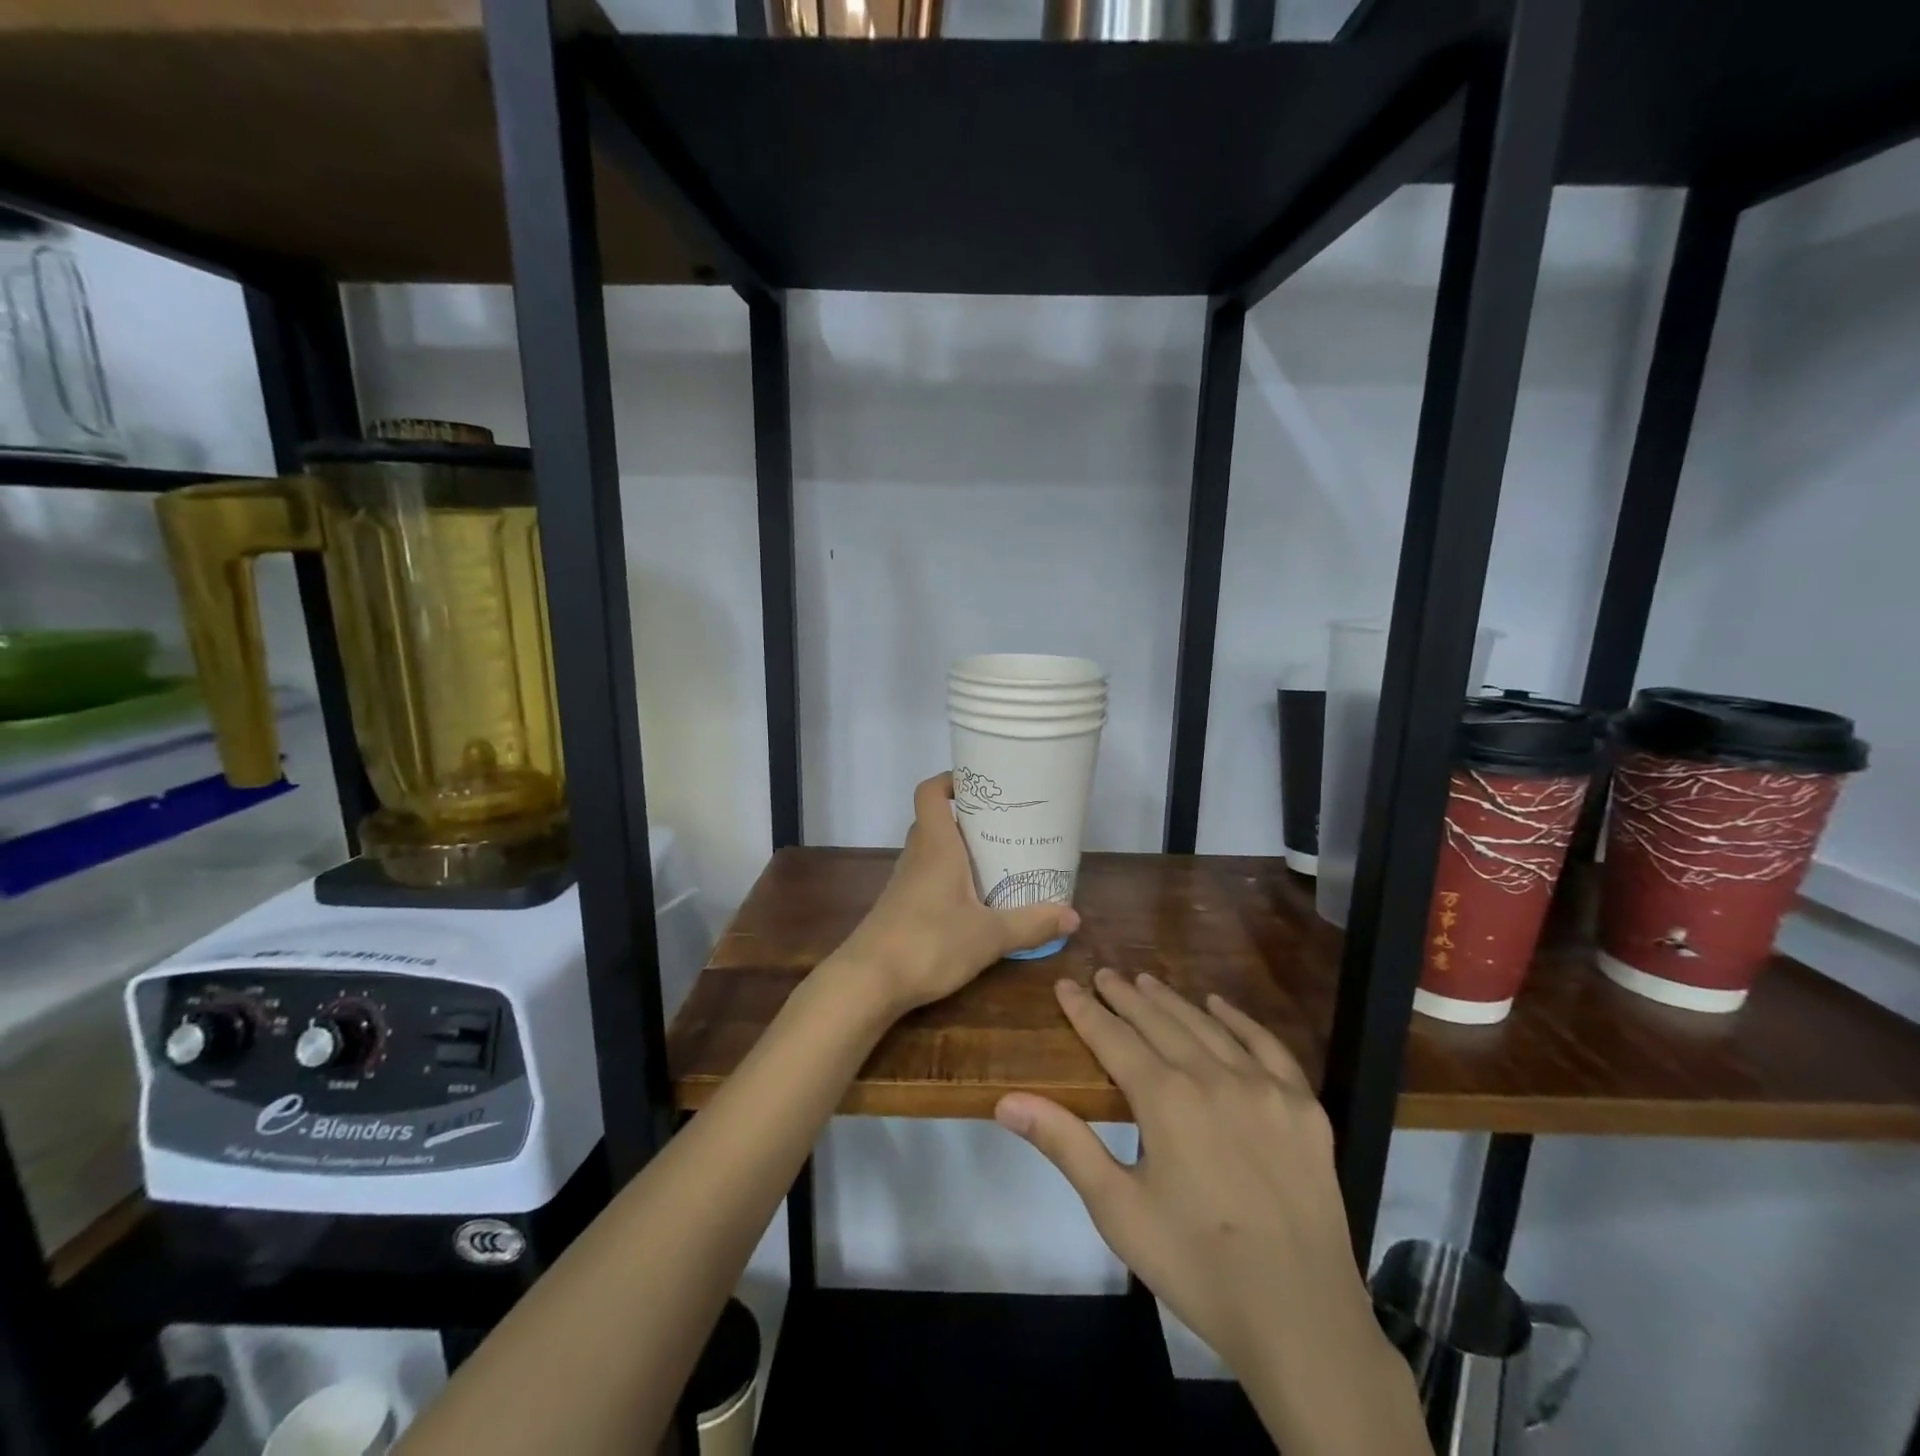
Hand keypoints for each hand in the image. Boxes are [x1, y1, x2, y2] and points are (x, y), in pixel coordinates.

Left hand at [830, 773, 1079, 1016]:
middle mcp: (917, 856)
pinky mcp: (901, 907)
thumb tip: (1073, 916)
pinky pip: (927, 877)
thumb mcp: (989, 936)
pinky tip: (973, 901)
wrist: (868, 982)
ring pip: (932, 850)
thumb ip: (1030, 924)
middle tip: (1005, 825)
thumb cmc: (929, 943)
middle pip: (936, 820)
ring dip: (959, 850)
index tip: (982, 785)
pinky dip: (949, 878)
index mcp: (936, 846)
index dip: (951, 780)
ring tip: (997, 859)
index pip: (930, 793)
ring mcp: (905, 883)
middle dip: (968, 818)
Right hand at [995, 970, 1424, 1453]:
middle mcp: (1213, 1076)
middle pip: (1159, 1022)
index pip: (1113, 1038)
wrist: (1301, 1320)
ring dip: (1172, 1002)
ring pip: (1207, 1026)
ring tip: (1147, 982)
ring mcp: (1264, 1087)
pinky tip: (1220, 1006)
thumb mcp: (1118, 1210)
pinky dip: (1239, 1020)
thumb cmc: (1196, 1265)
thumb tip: (1007, 1099)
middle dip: (1126, 996)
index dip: (1085, 1010)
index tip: (1066, 984)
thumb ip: (1064, 1144)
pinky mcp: (1303, 1106)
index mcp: (1165, 1099)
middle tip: (1104, 974)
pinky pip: (1268, 1045)